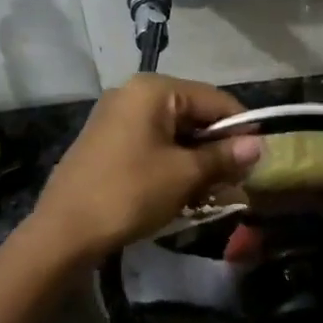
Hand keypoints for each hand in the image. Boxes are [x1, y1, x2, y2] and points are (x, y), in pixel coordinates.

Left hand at [29, 74, 261, 261]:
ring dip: (196, 160)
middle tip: (235, 182)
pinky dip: (172, 164)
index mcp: (153, 90)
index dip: (241, 127)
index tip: (258, 159)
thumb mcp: (185, 175)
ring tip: (211, 192)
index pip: (214, 99)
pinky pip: (152, 144)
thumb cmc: (130, 193)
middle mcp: (133, 94)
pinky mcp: (107, 142)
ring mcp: (116, 117)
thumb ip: (224, 156)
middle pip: (193, 114)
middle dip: (217, 148)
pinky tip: (182, 192)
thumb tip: (258, 145)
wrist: (64, 232)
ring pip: (174, 133)